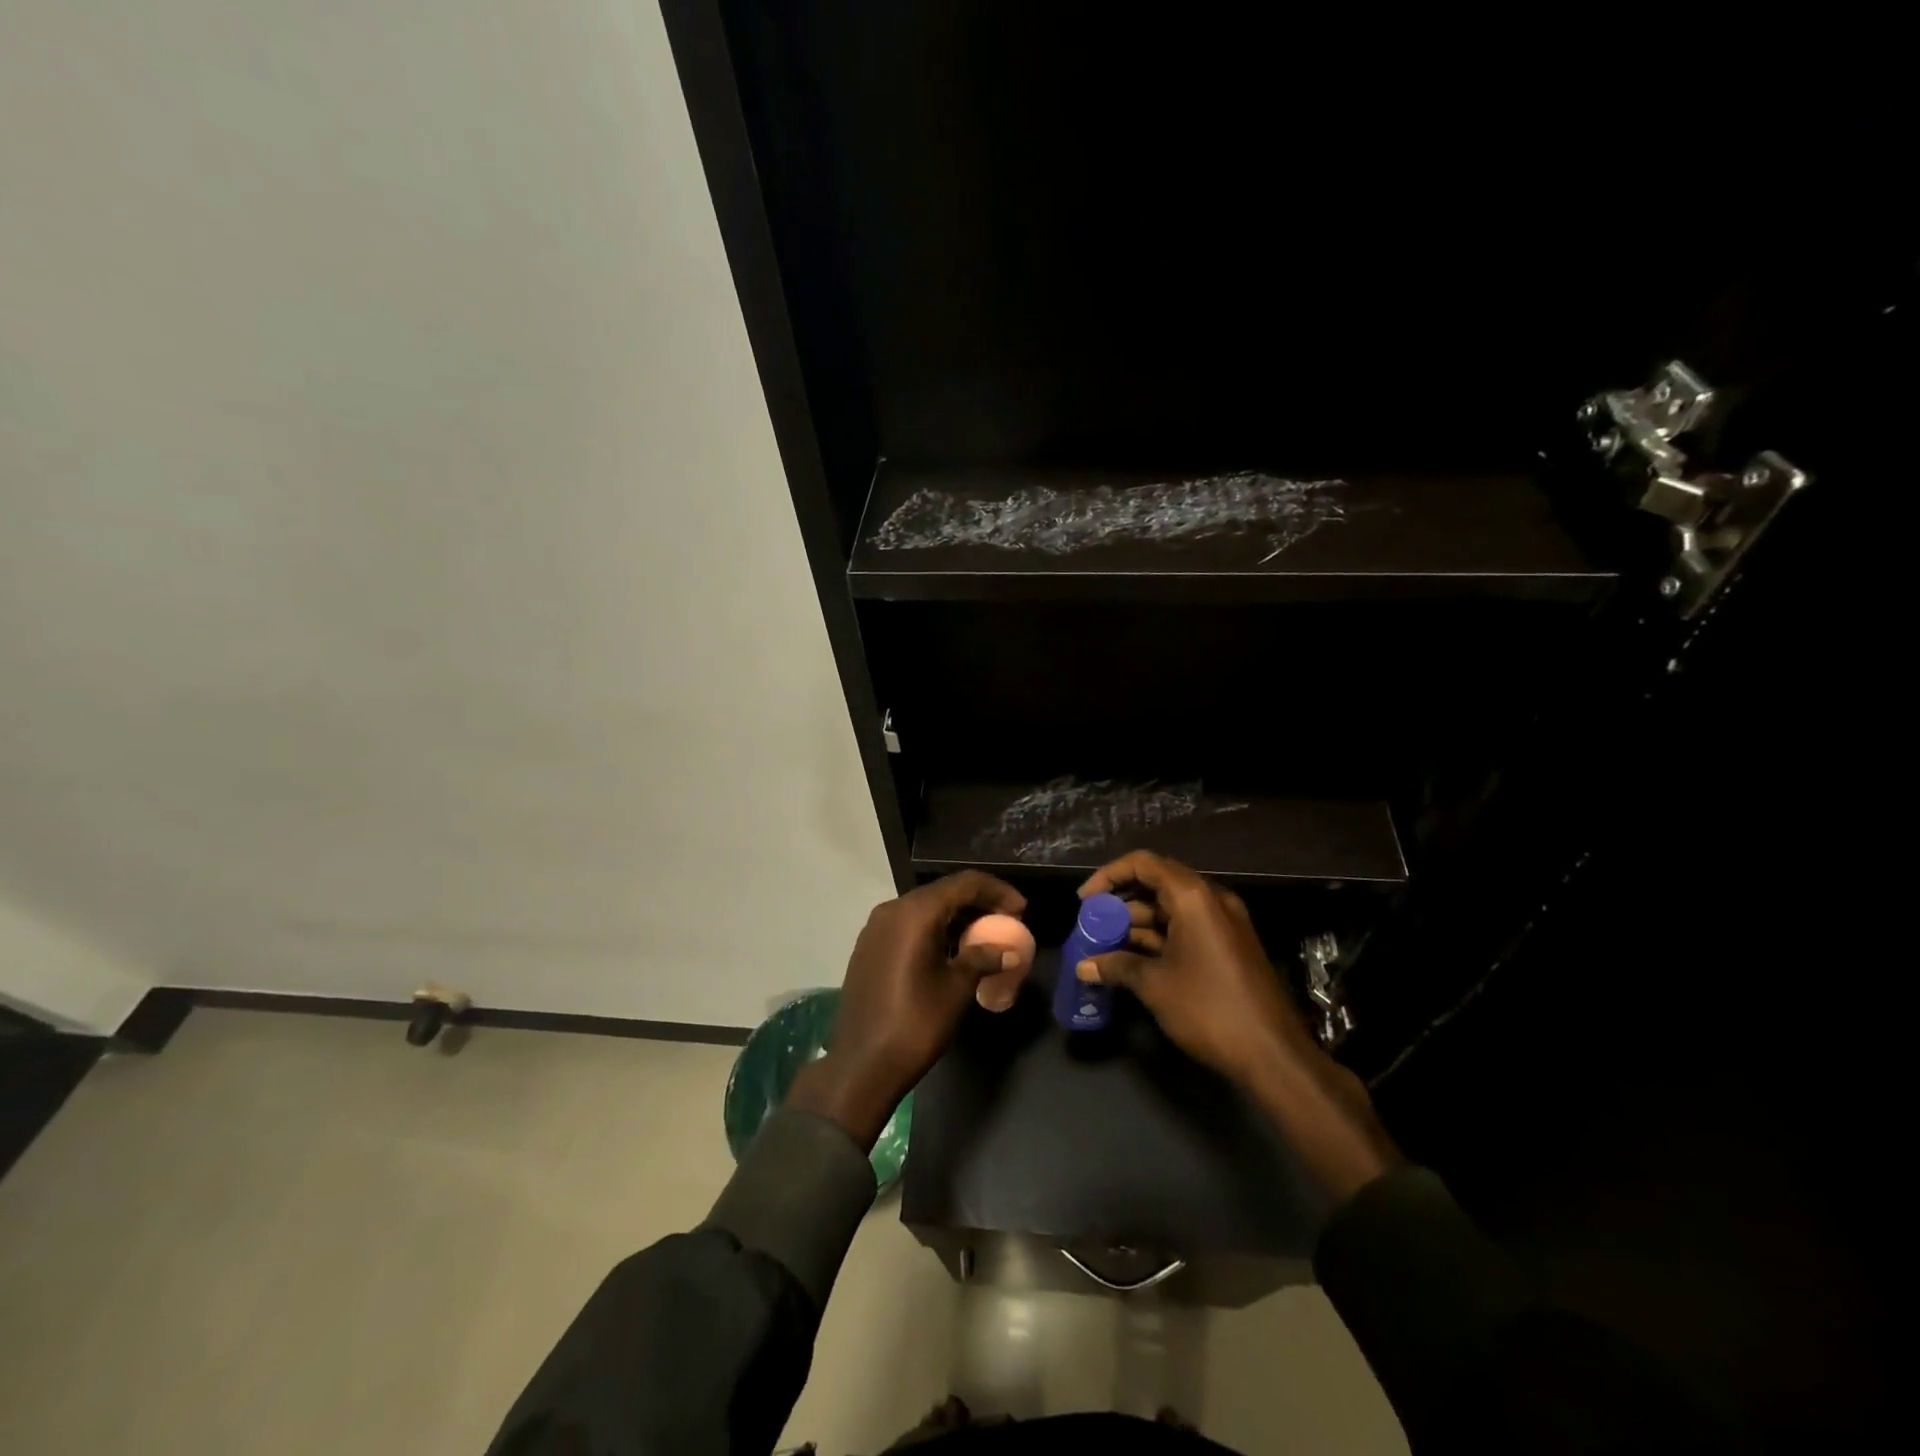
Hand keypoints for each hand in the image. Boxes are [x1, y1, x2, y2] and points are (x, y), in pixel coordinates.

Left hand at [788, 871, 1025, 1148]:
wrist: (861, 1065)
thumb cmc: (915, 1024)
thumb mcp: (956, 989)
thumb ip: (982, 959)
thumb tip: (1007, 950)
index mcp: (915, 913)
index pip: (964, 884)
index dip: (997, 891)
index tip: (1021, 909)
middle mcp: (892, 909)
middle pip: (943, 892)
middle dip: (978, 902)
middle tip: (1007, 920)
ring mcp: (876, 927)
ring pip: (924, 908)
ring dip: (955, 916)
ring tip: (983, 935)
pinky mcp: (868, 946)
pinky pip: (908, 925)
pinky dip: (934, 928)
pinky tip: (950, 949)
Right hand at [1074, 850, 1305, 1085]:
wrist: (1273, 1055)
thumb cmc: (1208, 1008)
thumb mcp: (1154, 985)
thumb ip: (1116, 966)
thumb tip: (1083, 966)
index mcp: (1194, 897)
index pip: (1144, 864)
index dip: (1109, 876)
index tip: (1084, 901)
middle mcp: (1211, 900)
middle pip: (1157, 883)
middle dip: (1120, 902)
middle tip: (1092, 924)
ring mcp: (1224, 923)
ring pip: (1171, 909)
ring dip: (1137, 923)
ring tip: (1104, 945)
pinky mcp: (1229, 946)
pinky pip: (1186, 928)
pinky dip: (1158, 938)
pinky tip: (1132, 959)